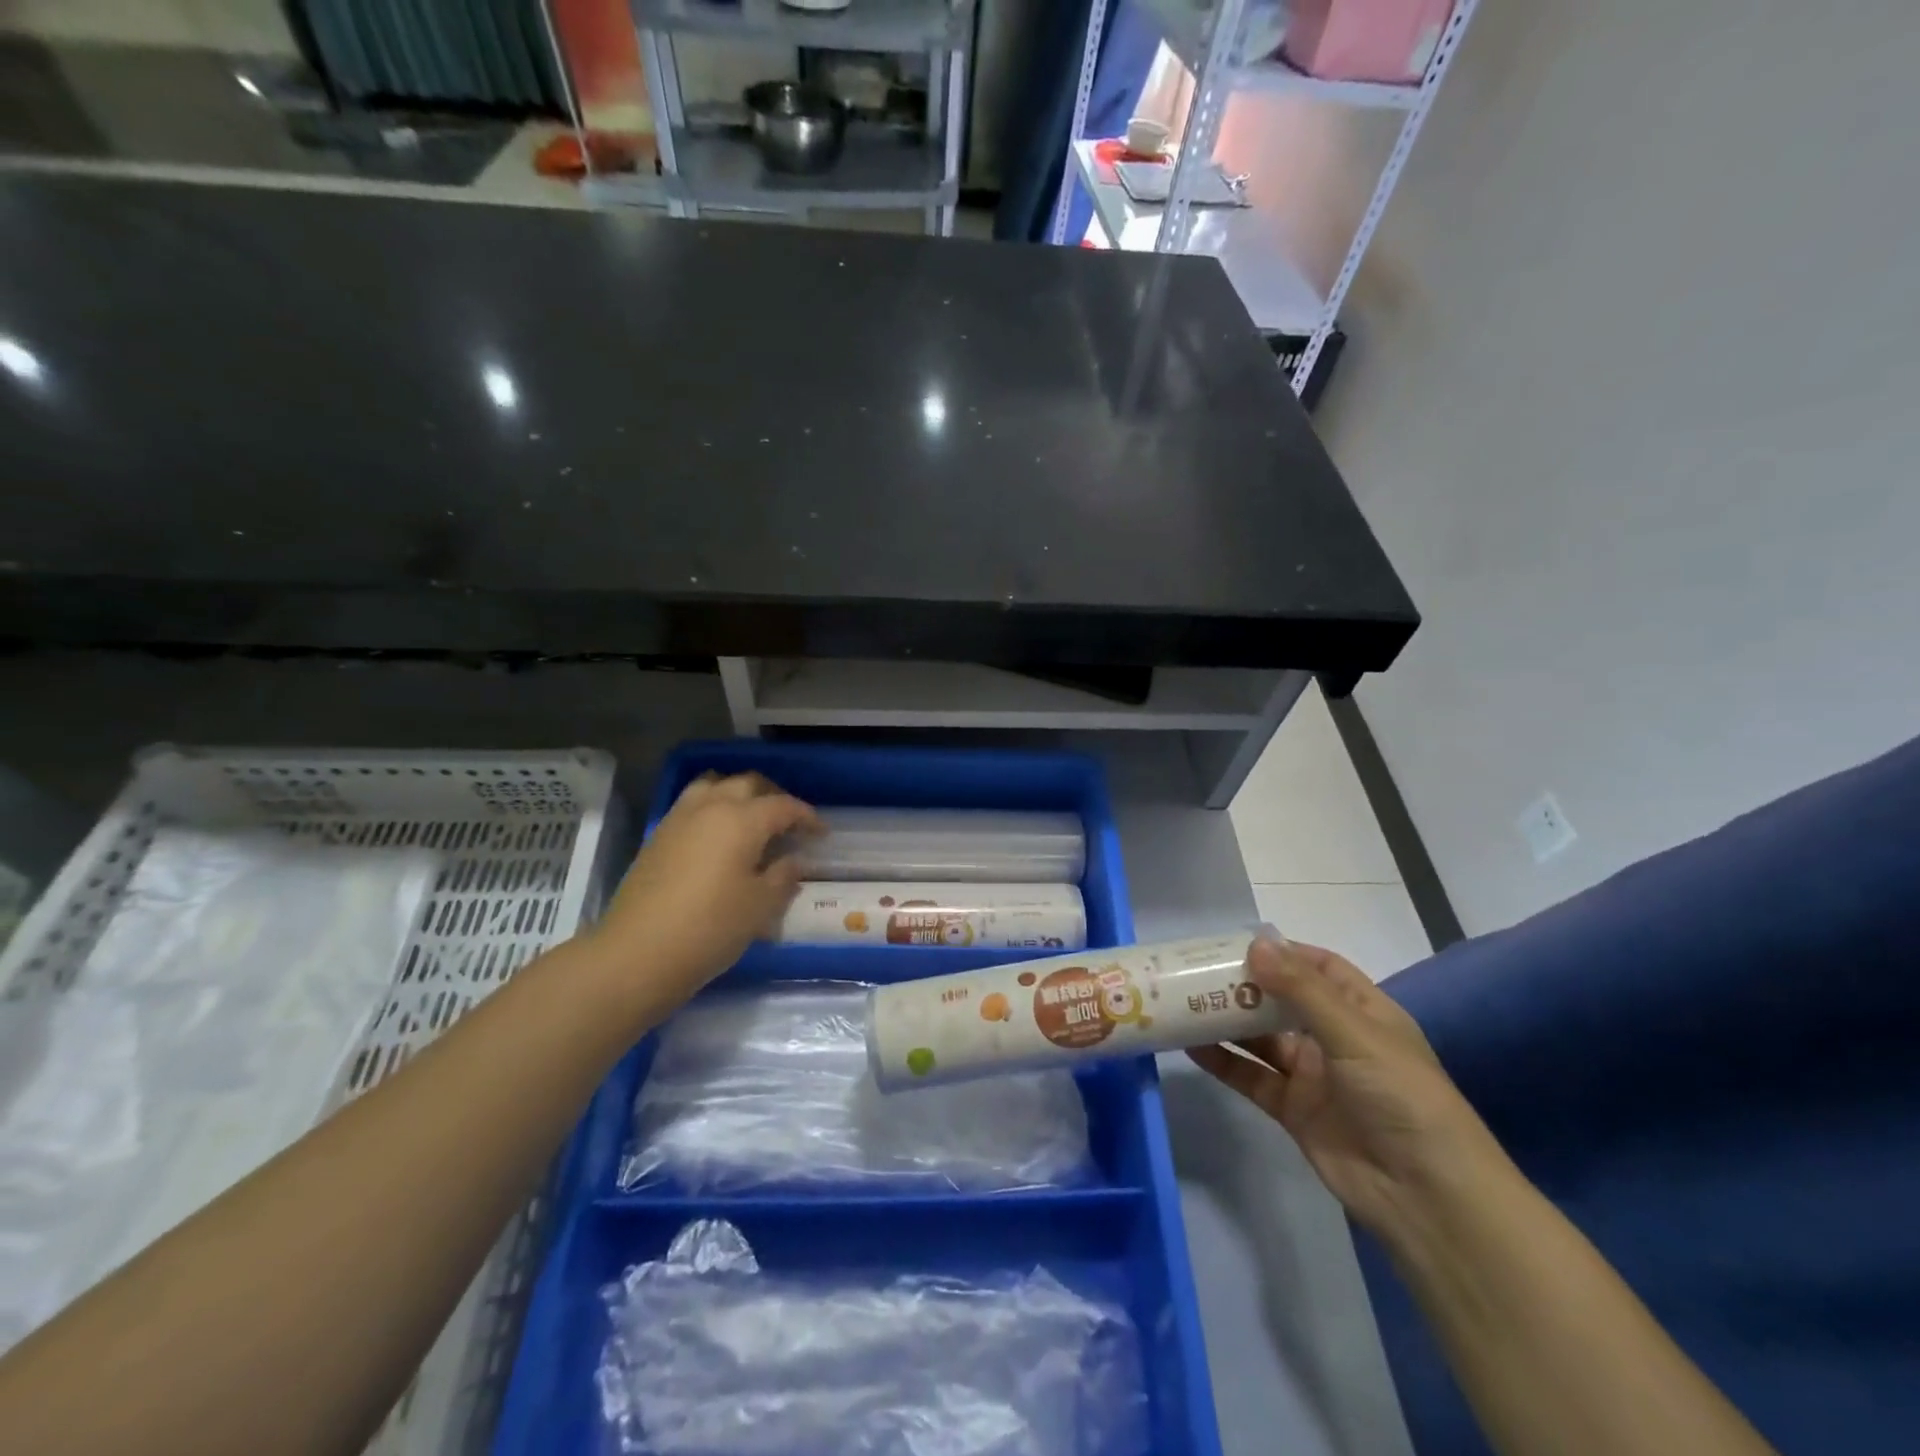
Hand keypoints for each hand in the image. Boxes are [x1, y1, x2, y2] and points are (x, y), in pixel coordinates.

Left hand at [587, 773, 820, 1015]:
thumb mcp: (760, 906)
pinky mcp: (659, 835)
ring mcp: (680, 818)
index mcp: (742, 819)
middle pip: (748, 784)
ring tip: (752, 819)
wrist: (637, 953)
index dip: (807, 816)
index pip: (784, 806)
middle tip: (789, 823)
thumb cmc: (711, 928)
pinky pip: (693, 804)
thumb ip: (783, 876)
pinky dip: (713, 807)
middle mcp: (711, 807)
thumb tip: (793, 860)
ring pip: (715, 786)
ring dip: (739, 794)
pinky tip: (719, 836)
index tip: (822, 833)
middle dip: (774, 797)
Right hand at [1189, 938, 1506, 1241]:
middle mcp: (1336, 1038)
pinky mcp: (1293, 1110)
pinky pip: (1252, 1077)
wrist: (1425, 1196)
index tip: (1237, 943)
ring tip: (1185, 1002)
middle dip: (1245, 985)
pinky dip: (1224, 1062)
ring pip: (1262, 1039)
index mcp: (1363, 1012)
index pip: (1320, 968)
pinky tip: (1191, 1046)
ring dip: (1228, 1021)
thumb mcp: (1355, 1033)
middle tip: (1197, 970)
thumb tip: (1256, 943)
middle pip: (1282, 1001)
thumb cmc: (1401, 1097)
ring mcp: (1313, 1076)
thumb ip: (1302, 990)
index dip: (1283, 952)